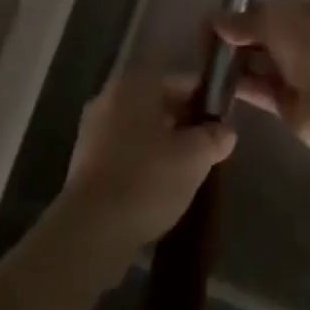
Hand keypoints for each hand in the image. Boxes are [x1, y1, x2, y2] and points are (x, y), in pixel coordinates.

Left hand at [61, 73, 235, 259]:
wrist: (92, 228)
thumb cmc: (147, 179)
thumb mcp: (194, 158)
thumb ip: (213, 138)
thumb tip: (226, 130)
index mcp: (136, 83)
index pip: (180, 81)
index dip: (204, 100)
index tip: (220, 122)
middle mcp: (110, 95)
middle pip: (157, 102)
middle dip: (182, 122)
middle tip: (205, 147)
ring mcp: (92, 127)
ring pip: (138, 126)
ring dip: (161, 142)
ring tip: (184, 169)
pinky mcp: (83, 159)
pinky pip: (122, 149)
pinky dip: (140, 159)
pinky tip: (156, 184)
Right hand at [215, 1, 309, 153]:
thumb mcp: (277, 22)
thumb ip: (245, 21)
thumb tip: (215, 20)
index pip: (271, 10)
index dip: (242, 14)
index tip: (214, 22)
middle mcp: (306, 41)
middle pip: (264, 37)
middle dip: (236, 38)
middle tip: (203, 44)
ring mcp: (298, 74)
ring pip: (260, 64)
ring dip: (235, 63)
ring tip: (204, 63)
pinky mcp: (289, 105)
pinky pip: (260, 90)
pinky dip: (240, 86)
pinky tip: (216, 84)